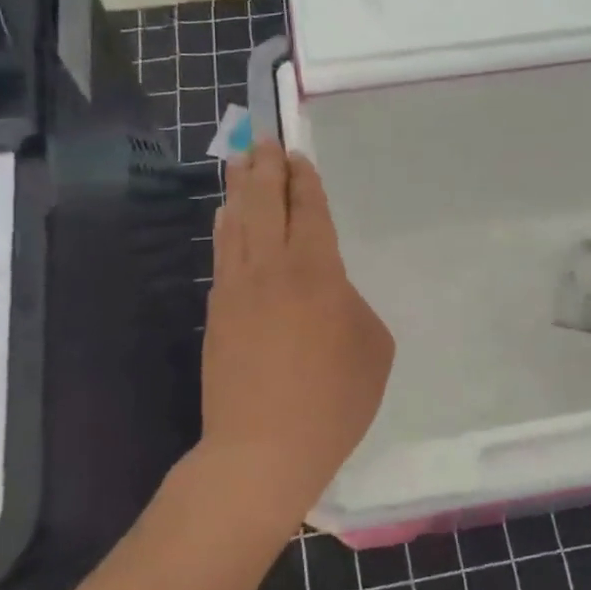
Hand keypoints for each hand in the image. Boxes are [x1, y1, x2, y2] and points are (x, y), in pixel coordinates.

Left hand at [199, 143, 393, 521]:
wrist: (263, 449)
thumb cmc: (333, 400)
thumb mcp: (373, 349)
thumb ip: (353, 306)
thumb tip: (330, 294)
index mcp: (317, 271)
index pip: (307, 211)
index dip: (303, 181)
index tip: (296, 157)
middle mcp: (272, 268)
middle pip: (265, 205)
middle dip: (266, 169)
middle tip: (263, 140)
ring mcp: (237, 289)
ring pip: (237, 224)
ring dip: (240, 189)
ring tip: (240, 163)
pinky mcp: (217, 313)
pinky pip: (222, 254)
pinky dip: (225, 228)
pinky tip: (226, 217)